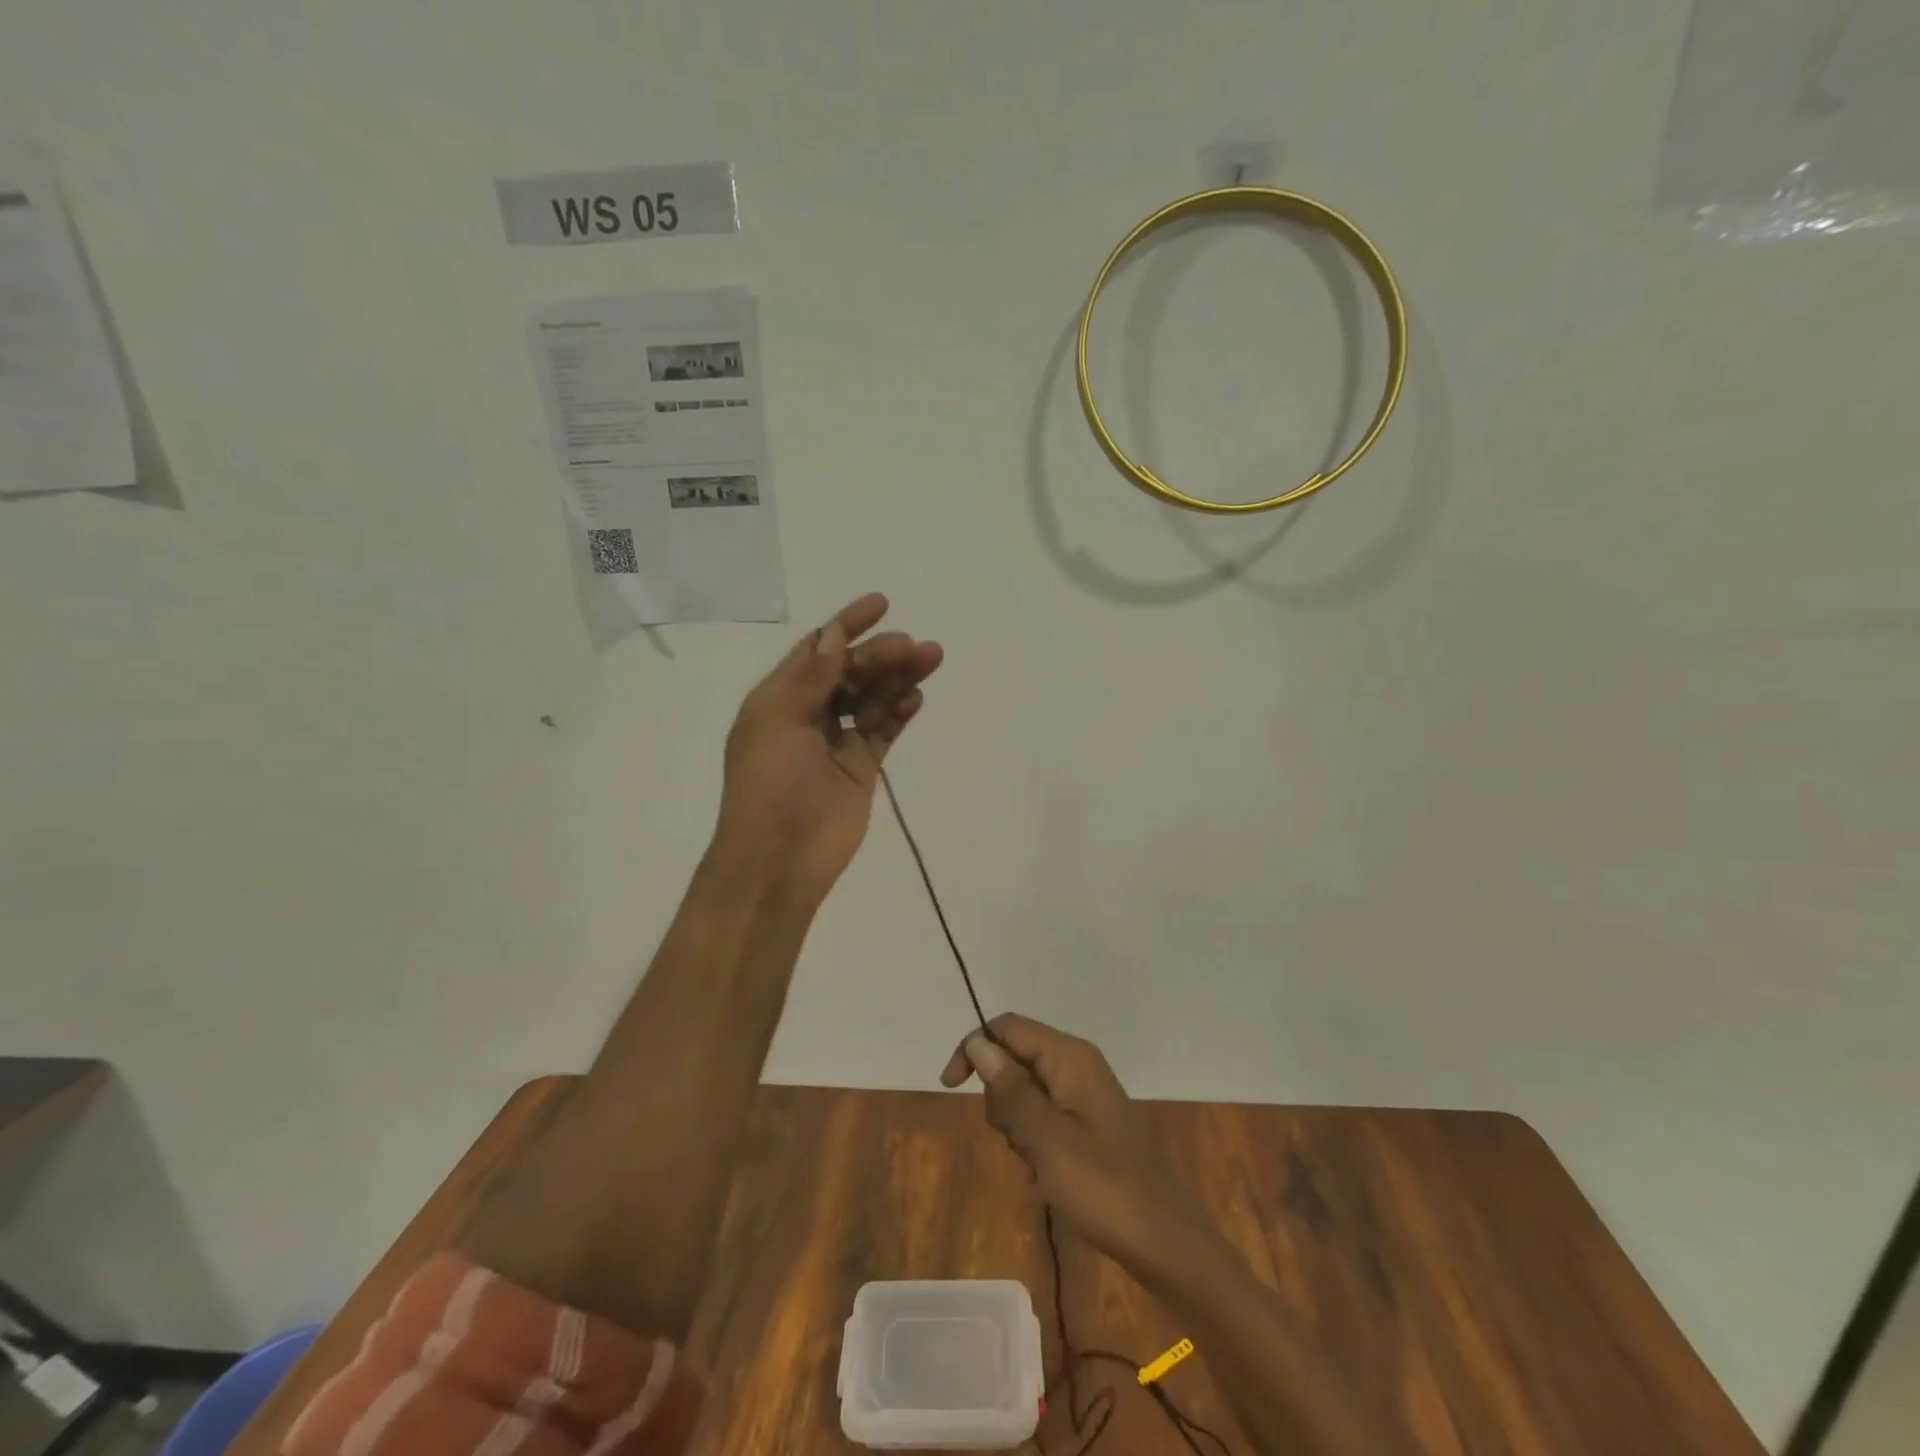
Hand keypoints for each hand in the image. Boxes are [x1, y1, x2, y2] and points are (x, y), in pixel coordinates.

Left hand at [715, 593, 942, 898]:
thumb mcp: (780, 722)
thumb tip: (834, 633)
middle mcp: (808, 714)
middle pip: (850, 671)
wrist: (779, 861)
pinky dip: (899, 711)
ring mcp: (836, 741)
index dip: (846, 624)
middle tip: (915, 647)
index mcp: (779, 698)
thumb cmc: (769, 786)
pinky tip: (916, 697)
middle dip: (880, 654)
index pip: (817, 650)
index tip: (881, 604)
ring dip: (897, 677)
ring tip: (930, 660)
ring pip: (872, 697)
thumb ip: (812, 678)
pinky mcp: (861, 767)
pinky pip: (883, 729)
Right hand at [941, 1014, 1201, 1274]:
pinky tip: (1044, 1175)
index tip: (950, 1087)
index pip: (1008, 1027)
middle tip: (1017, 1140)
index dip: (974, 1048)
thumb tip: (978, 1043)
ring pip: (1026, 1090)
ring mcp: (1085, 1094)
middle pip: (1015, 1058)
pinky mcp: (1089, 1123)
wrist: (1164, 1242)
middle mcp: (1078, 1065)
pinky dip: (1034, 1141)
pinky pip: (1044, 1116)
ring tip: (1036, 1163)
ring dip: (1017, 1125)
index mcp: (1070, 1057)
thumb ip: (1011, 1089)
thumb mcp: (1046, 1139)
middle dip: (1001, 1098)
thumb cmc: (1103, 1188)